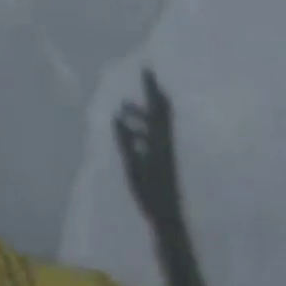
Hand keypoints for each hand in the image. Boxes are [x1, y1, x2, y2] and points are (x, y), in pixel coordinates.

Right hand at [113, 70, 178, 215]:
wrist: (168, 216)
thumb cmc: (150, 190)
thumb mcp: (133, 165)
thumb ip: (125, 141)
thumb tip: (116, 117)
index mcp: (160, 137)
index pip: (156, 106)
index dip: (151, 87)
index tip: (146, 69)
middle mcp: (165, 139)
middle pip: (161, 111)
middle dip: (151, 95)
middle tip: (142, 81)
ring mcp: (165, 149)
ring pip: (154, 123)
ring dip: (141, 114)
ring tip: (123, 110)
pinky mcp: (163, 159)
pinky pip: (152, 135)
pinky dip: (141, 128)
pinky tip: (129, 133)